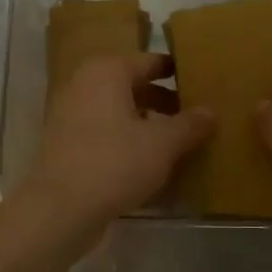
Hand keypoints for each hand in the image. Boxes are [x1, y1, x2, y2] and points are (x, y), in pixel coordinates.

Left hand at [22, 53, 212, 230]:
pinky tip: (151, 162)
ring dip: (148, 122)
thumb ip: (190, 124)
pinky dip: (128, 140)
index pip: (152, 61)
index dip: (179, 72)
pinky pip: (106, 132)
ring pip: (119, 110)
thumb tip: (211, 112)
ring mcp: (71, 114)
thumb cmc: (114, 163)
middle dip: (165, 100)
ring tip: (180, 141)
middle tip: (197, 116)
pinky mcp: (66, 143)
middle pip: (134, 85)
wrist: (60, 209)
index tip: (204, 84)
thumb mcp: (163, 144)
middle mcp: (85, 84)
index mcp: (107, 71)